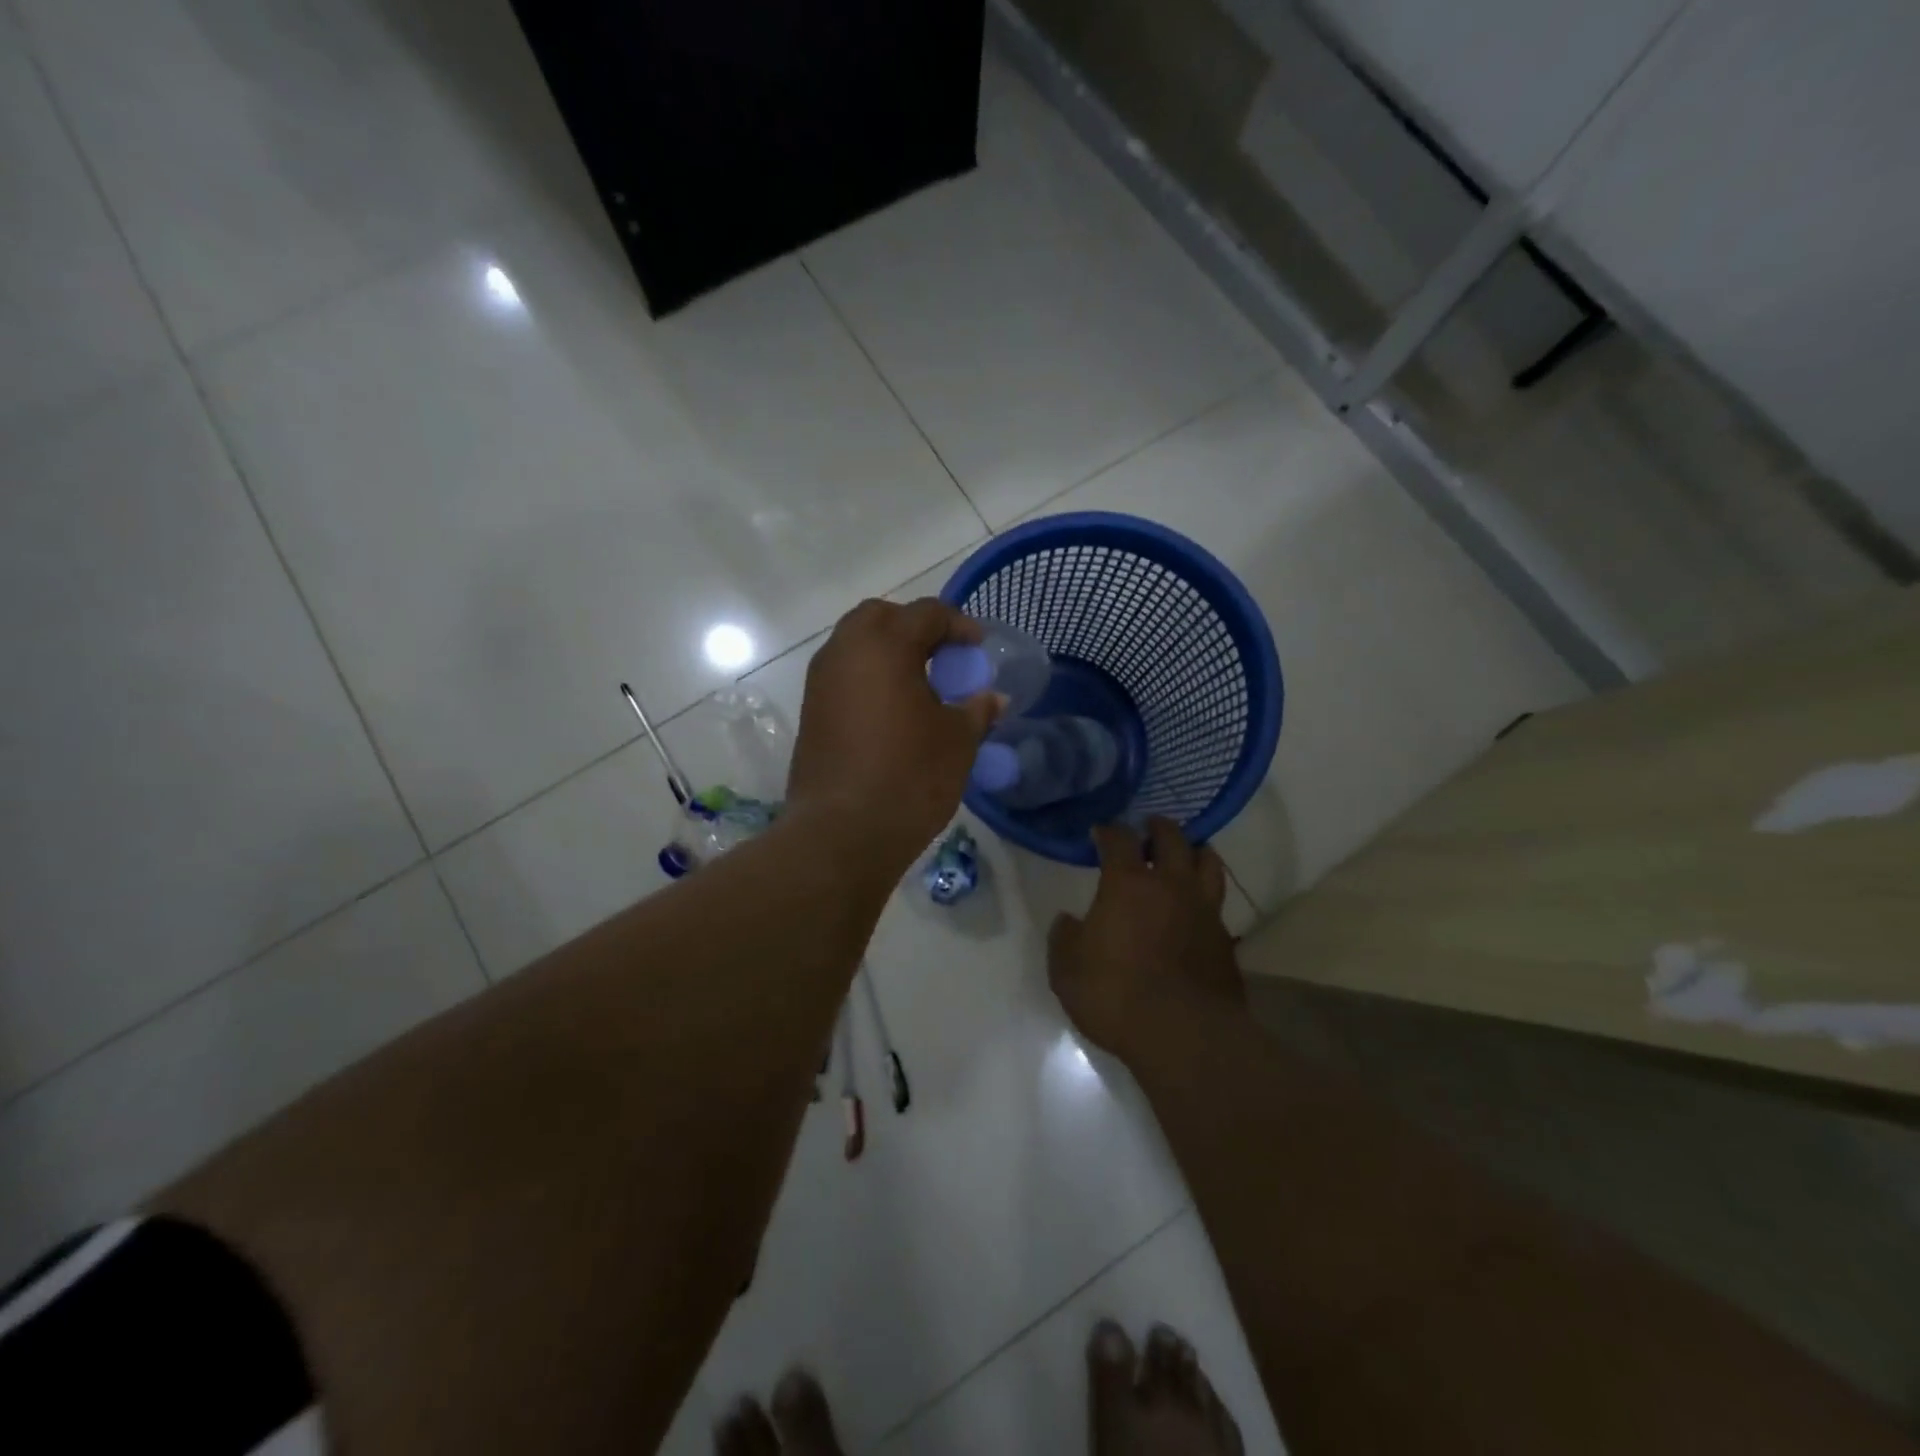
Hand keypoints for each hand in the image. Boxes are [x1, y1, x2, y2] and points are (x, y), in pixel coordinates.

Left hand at [787, 598, 1002, 867]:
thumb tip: (994, 699)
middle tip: (943, 656)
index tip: (978, 647)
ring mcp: (821, 681)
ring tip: (920, 683)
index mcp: (884, 645)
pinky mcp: (811, 711)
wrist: (842, 833)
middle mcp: (845, 651)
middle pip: (881, 617)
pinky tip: (893, 709)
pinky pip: (844, 674)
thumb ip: (977, 710)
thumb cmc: (909, 777)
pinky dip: (869, 676)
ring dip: (888, 651)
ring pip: (856, 644)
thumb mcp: (957, 742)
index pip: (926, 613)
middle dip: (915, 627)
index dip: (959, 625)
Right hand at [1048, 819, 1244, 1063]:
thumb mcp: (1067, 970)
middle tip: (1149, 827)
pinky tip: (1197, 907)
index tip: (1101, 831)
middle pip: (1172, 839)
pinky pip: (1217, 903)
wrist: (1183, 1034)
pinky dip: (1206, 896)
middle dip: (1159, 828)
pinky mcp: (1225, 939)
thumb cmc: (1115, 994)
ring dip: (1195, 851)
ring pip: (1208, 863)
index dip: (1109, 831)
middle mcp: (1170, 886)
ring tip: (1186, 853)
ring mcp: (1204, 910)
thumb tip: (1068, 921)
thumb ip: (1065, 938)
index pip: (1119, 840)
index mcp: (1128, 884)